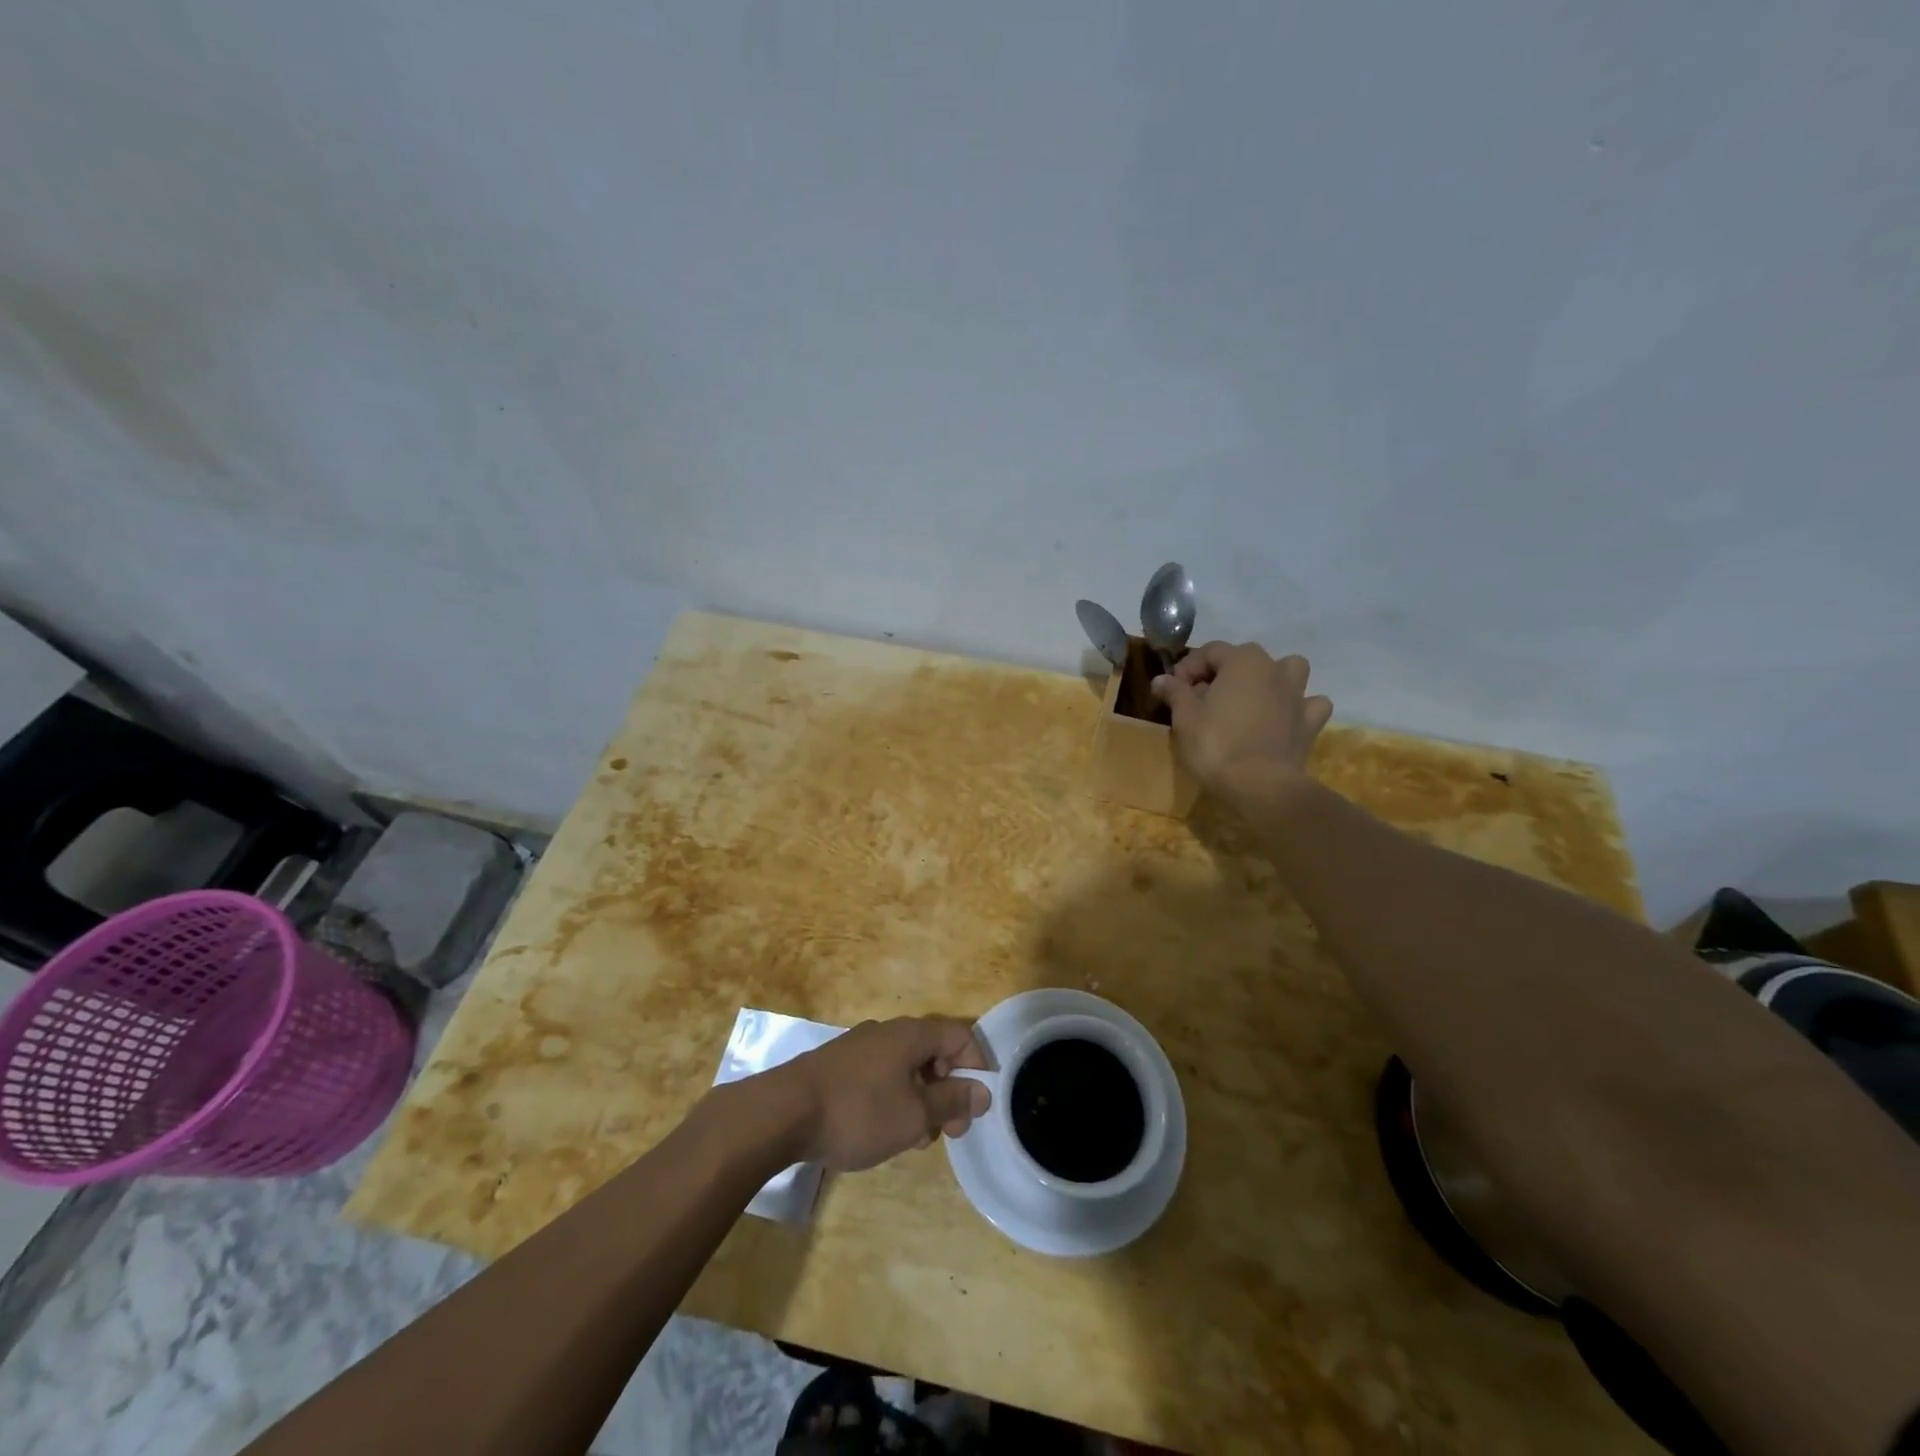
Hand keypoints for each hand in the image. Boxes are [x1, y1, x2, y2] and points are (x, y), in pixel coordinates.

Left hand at [770, 1017, 991, 1171]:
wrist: (783, 1112)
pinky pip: (881, 1076)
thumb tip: (983, 1090)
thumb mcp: (915, 1115)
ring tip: (914, 1139)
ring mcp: (861, 1047)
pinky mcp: (839, 1066)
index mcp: (911, 1034)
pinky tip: (883, 1131)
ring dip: (921, 1099)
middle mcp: (888, 1032)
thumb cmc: (858, 1112)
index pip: (960, 1036)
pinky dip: (894, 1099)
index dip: (977, 1067)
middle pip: (934, 1052)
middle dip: (948, 1090)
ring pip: (907, 1067)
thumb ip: (952, 1101)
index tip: (976, 1107)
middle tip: (948, 1132)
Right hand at [1151, 642, 1332, 807]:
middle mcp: (1274, 670)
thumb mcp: (1185, 717)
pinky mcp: (1310, 723)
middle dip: (1223, 673)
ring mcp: (1297, 695)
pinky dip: (1297, 707)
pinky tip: (1283, 719)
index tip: (1172, 689)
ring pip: (1289, 671)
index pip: (1211, 651)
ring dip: (1271, 679)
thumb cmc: (1216, 745)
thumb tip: (1162, 679)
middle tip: (1202, 698)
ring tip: (1251, 699)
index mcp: (1243, 661)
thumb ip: (1175, 692)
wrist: (1259, 785)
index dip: (1188, 667)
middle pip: (1246, 658)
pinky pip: (1309, 704)